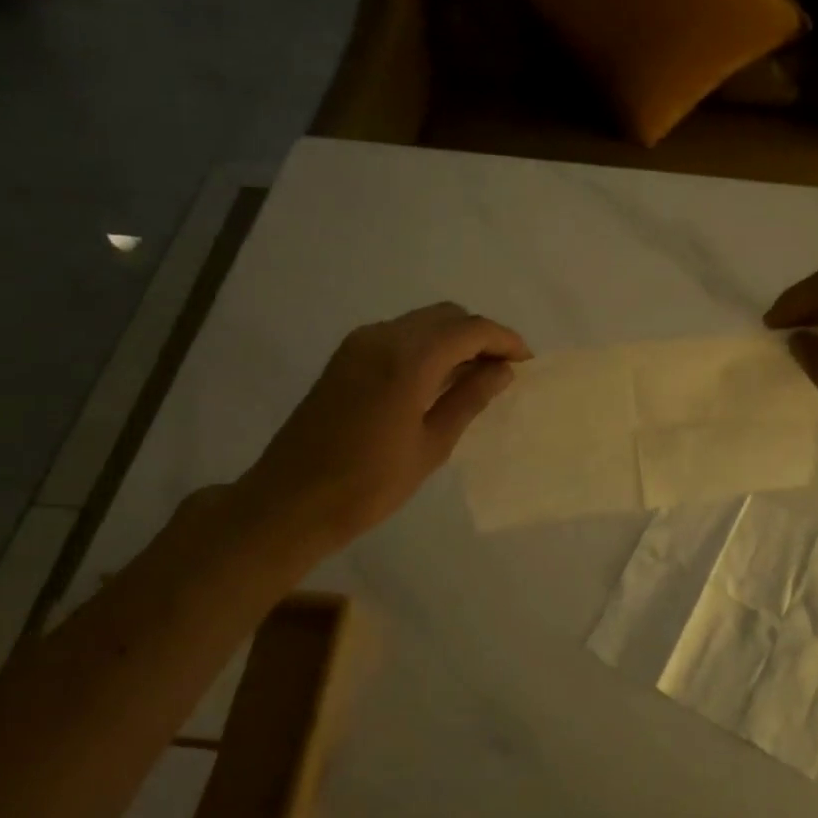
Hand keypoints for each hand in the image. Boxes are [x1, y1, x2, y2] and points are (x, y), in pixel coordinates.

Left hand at [232, 303, 530, 560]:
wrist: (291, 501)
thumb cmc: (369, 484)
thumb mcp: (431, 445)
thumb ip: (469, 399)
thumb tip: (502, 370)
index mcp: (407, 360)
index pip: (469, 330)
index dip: (503, 339)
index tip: (526, 361)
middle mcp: (382, 337)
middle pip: (445, 316)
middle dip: (480, 335)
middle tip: (503, 368)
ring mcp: (359, 344)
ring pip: (421, 322)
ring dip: (453, 339)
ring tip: (476, 376)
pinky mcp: (345, 357)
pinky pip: (398, 336)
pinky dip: (426, 346)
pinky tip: (438, 379)